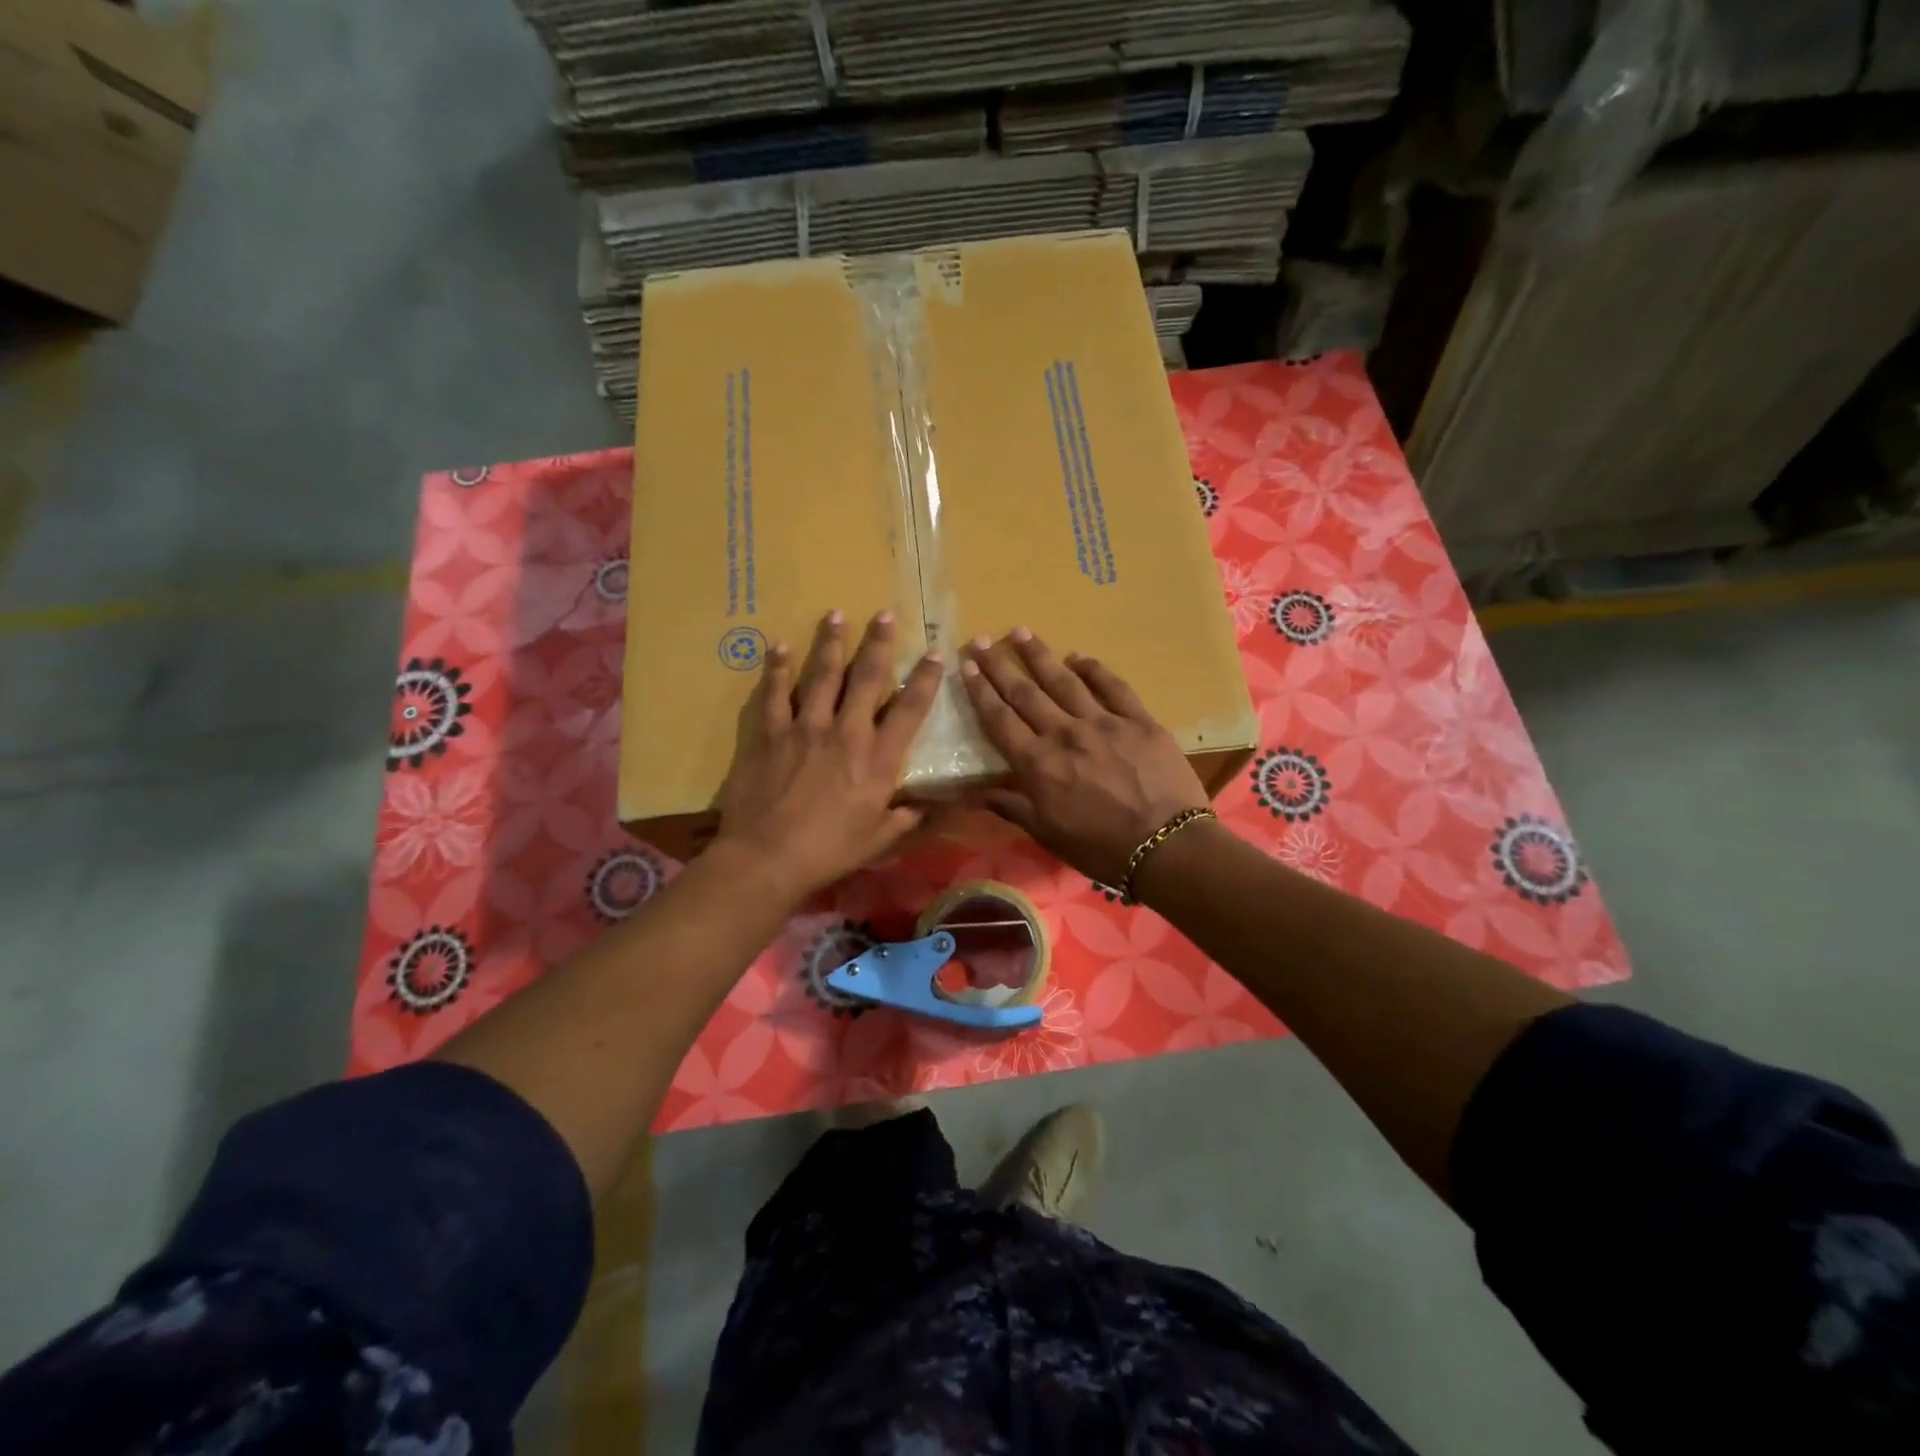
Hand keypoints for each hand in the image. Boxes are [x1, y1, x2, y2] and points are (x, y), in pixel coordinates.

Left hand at [712, 609, 942, 898]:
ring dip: (830, 643)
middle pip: (866, 678)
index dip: (924, 679)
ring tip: (834, 614)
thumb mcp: (877, 840)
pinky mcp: (769, 733)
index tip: (934, 654)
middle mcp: (845, 732)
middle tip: (884, 614)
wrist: (767, 856)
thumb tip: (923, 810)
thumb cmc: (828, 851)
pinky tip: (780, 647)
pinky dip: (777, 669)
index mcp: (877, 759)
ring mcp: (804, 727)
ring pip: (821, 675)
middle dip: (878, 643)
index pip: (909, 709)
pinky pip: (774, 693)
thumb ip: (903, 819)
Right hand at [960, 629, 1207, 886]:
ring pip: (1063, 681)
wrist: (1166, 845)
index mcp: (1038, 764)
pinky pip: (1112, 686)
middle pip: (1025, 692)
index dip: (980, 691)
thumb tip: (970, 792)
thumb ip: (1010, 806)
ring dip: (1039, 655)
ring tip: (1021, 632)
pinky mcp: (1138, 719)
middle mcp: (1064, 733)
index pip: (1000, 719)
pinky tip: (1078, 656)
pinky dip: (1093, 669)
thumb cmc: (1100, 847)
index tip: (966, 667)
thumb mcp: (1046, 833)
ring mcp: (1103, 722)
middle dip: (999, 664)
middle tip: (981, 640)